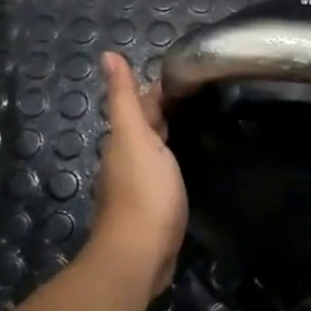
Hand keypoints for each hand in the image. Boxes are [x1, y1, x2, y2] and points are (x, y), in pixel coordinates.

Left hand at [89, 52, 187, 294]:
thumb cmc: (143, 192)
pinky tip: (192, 162)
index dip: (160, 88)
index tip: (189, 74)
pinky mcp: (154, 207)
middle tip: (204, 95)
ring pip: (156, 151)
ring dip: (172, 136)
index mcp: (124, 141)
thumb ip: (124, 99)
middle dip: (168, 110)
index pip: (141, 105)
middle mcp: (127, 160)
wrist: (140, 255)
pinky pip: (165, 174)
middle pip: (148, 127)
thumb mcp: (135, 137)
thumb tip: (107, 55)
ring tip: (203, 122)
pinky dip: (176, 161)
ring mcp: (140, 186)